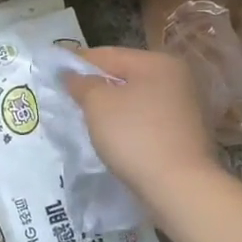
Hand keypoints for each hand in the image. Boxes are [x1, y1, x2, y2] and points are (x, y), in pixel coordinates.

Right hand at [62, 46, 220, 206]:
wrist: (179, 187)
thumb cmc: (135, 136)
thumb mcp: (98, 104)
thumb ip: (81, 83)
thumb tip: (71, 75)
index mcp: (158, 62)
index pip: (108, 54)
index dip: (78, 61)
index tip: (55, 71)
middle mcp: (177, 78)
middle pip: (125, 74)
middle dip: (96, 84)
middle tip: (69, 96)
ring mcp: (185, 106)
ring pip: (136, 97)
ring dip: (113, 105)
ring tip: (87, 117)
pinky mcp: (186, 133)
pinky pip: (147, 118)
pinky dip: (128, 122)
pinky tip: (113, 135)